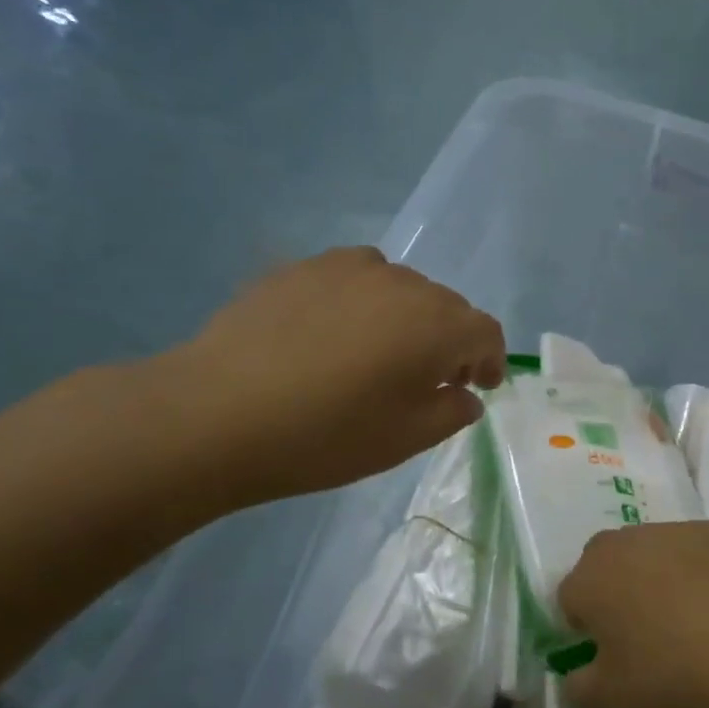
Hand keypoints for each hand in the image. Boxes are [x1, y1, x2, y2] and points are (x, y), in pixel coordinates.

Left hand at [154, 248, 504, 507]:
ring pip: (400, 288)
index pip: (485, 331)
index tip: (480, 386)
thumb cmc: (327, 435)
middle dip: (450, 341)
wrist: (218, 413)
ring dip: (406, 318)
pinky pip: (353, 278)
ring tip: (379, 352)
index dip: (490, 359)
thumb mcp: (406, 439)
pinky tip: (331, 334)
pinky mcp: (302, 267)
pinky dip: (361, 302)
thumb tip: (465, 394)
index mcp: (437, 325)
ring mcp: (348, 268)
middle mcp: (403, 283)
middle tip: (431, 379)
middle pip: (445, 306)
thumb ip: (452, 412)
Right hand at [556, 521, 708, 707]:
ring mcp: (670, 531)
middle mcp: (623, 542)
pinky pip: (690, 549)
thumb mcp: (611, 699)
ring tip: (683, 616)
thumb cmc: (671, 673)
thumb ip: (577, 688)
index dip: (585, 627)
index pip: (569, 599)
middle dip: (613, 590)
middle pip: (604, 564)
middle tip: (641, 631)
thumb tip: (573, 679)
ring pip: (647, 551)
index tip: (608, 653)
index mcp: (589, 578)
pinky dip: (694, 569)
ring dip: (653, 574)